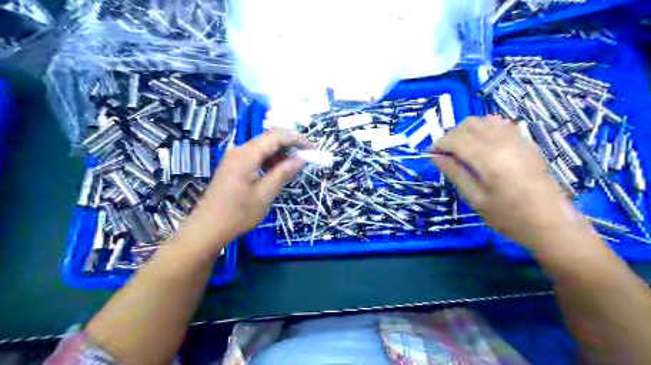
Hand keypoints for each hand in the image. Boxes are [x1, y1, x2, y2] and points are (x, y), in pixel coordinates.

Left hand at [185, 128, 307, 244]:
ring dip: (280, 152)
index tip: (312, 150)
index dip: (296, 139)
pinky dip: (270, 159)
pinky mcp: (234, 165)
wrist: (208, 227)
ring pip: (263, 146)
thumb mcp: (265, 194)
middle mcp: (239, 150)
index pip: (276, 136)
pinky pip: (256, 155)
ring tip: (295, 165)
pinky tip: (279, 169)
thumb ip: (283, 173)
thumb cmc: (238, 213)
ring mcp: (235, 157)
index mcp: (246, 155)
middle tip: (306, 156)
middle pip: (269, 138)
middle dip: (290, 144)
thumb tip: (301, 159)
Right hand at [432, 117, 585, 251]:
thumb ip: (454, 173)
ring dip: (467, 130)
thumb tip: (435, 157)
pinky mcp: (526, 142)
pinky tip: (481, 145)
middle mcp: (502, 141)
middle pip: (468, 125)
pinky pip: (500, 124)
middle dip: (451, 135)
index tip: (431, 155)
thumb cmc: (508, 216)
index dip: (439, 144)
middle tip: (445, 155)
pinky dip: (484, 129)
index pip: (456, 139)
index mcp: (488, 158)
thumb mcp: (475, 198)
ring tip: (461, 150)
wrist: (551, 223)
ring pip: (483, 120)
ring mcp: (517, 139)